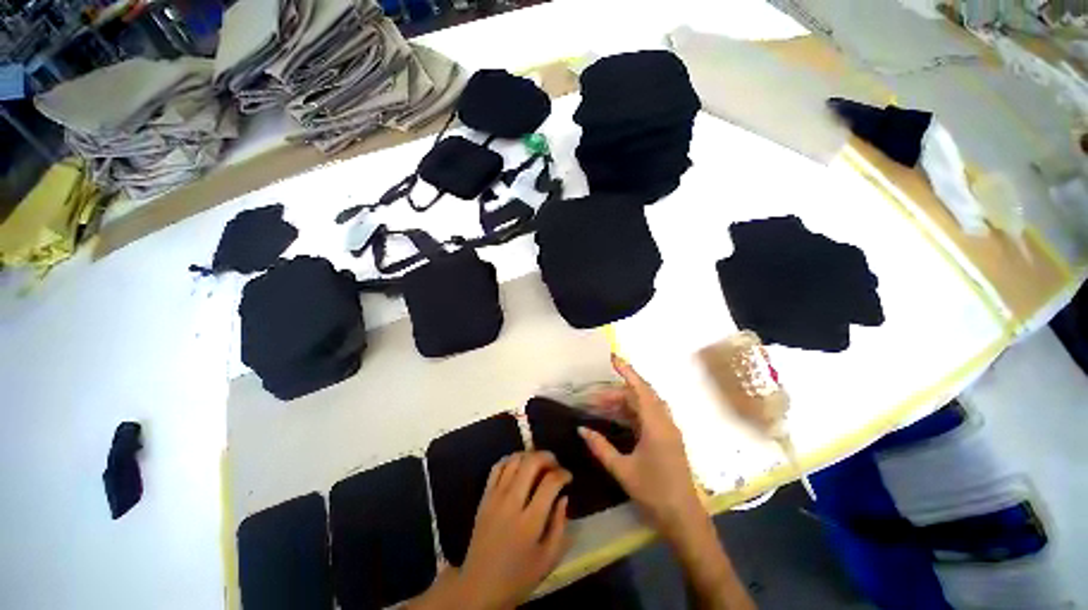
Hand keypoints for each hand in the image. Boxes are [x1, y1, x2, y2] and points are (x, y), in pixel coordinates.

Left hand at [412, 451, 571, 609]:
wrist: (479, 587)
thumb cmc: (518, 577)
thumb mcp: (548, 560)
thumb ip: (560, 526)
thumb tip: (564, 497)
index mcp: (529, 522)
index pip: (550, 483)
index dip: (563, 474)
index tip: (568, 477)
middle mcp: (511, 503)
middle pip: (531, 463)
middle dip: (548, 457)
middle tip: (555, 464)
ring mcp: (495, 497)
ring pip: (514, 460)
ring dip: (530, 455)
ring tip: (539, 464)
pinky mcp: (484, 497)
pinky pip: (497, 467)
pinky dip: (510, 459)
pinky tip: (519, 466)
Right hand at [579, 355, 704, 536]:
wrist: (683, 518)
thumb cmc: (654, 492)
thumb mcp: (622, 469)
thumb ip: (600, 447)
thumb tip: (581, 429)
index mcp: (656, 425)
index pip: (640, 389)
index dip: (627, 371)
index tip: (613, 358)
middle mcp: (664, 422)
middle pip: (640, 396)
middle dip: (616, 393)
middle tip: (593, 399)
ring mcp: (668, 430)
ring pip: (644, 406)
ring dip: (623, 403)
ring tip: (601, 408)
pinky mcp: (668, 438)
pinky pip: (648, 416)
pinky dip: (632, 414)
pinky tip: (617, 420)